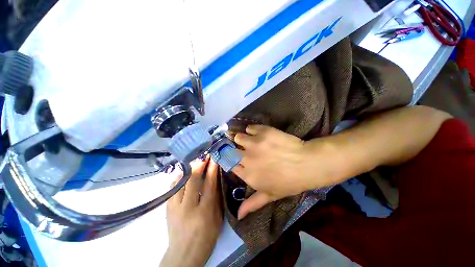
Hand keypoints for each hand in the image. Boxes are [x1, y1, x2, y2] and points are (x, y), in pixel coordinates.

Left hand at [160, 159, 222, 266]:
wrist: (183, 254)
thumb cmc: (206, 238)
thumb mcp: (217, 219)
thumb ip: (216, 198)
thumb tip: (215, 180)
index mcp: (204, 211)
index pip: (209, 184)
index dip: (212, 169)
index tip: (214, 158)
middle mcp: (188, 207)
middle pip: (193, 180)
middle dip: (199, 165)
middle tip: (204, 155)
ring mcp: (175, 207)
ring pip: (180, 181)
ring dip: (188, 168)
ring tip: (194, 160)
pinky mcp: (167, 208)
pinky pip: (172, 187)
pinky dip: (178, 177)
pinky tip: (183, 172)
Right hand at [232, 125, 315, 219]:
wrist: (307, 164)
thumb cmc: (289, 182)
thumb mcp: (270, 195)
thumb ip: (252, 204)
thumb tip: (238, 216)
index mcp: (247, 174)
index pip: (229, 165)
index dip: (232, 161)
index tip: (235, 158)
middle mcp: (246, 158)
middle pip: (230, 150)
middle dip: (234, 149)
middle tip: (243, 148)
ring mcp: (254, 143)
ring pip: (238, 137)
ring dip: (243, 138)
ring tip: (251, 140)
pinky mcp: (263, 132)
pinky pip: (250, 128)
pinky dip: (253, 129)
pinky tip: (259, 133)